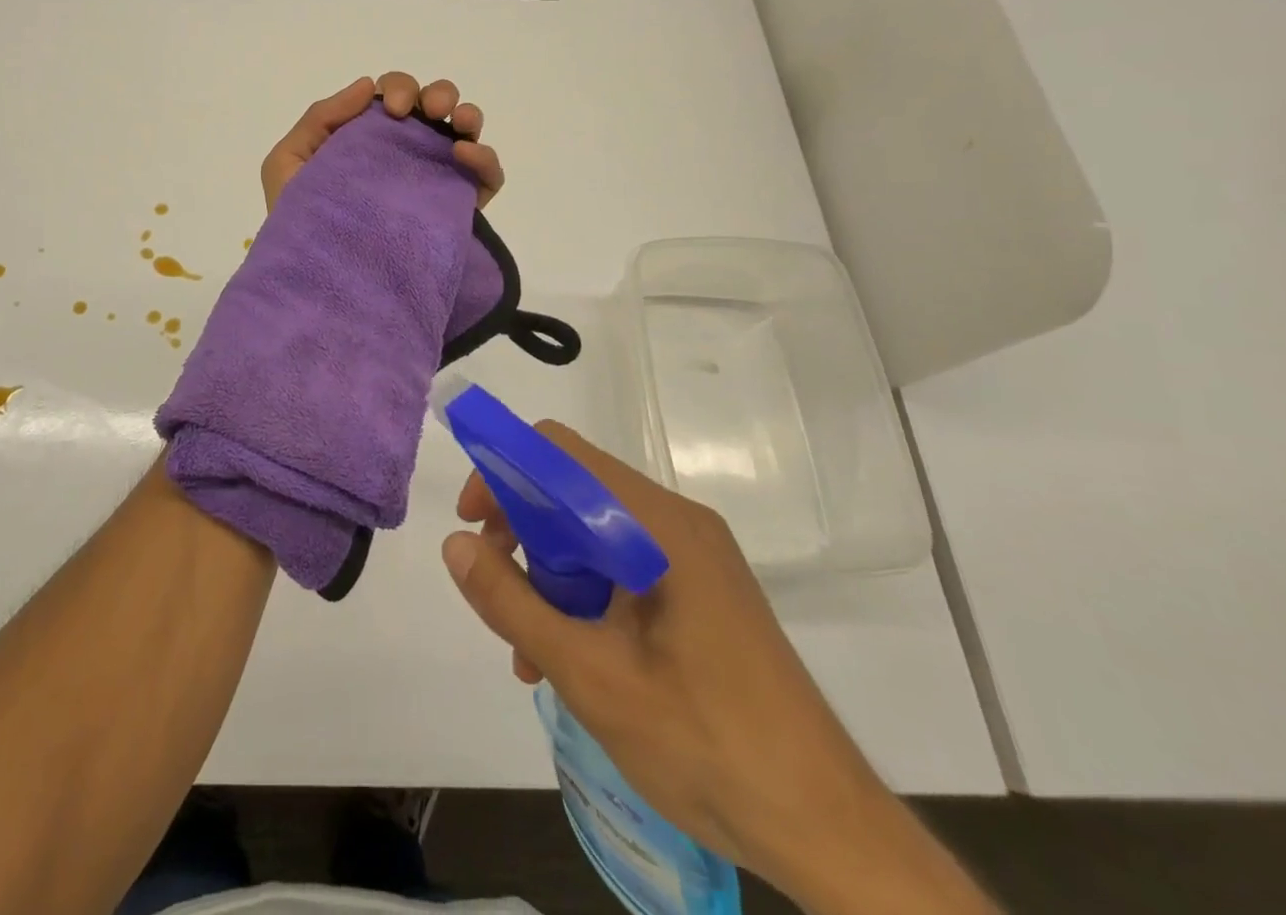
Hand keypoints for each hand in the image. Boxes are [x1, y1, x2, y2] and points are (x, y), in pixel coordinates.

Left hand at [259, 72, 505, 213]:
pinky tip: (466, 156)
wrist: (321, 285)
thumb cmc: (299, 223)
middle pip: (433, 105)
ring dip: (468, 115)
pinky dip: (486, 159)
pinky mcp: (458, 210)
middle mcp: (404, 153)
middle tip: (426, 112)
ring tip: (461, 125)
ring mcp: (434, 179)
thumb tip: (367, 86)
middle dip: (437, 94)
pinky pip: (487, 177)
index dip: (398, 90)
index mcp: (368, 138)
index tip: (393, 111)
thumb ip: (319, 119)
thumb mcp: (288, 164)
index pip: (393, 97)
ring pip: (464, 132)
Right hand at [441, 423, 992, 914]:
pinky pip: (621, 567)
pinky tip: (567, 661)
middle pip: (575, 490)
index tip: (472, 524)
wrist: (830, 833)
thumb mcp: (590, 675)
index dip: (504, 472)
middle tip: (492, 587)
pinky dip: (583, 596)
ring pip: (593, 533)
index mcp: (658, 524)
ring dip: (548, 573)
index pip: (560, 453)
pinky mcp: (700, 592)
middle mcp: (677, 523)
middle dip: (521, 530)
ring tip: (525, 648)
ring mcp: (693, 558)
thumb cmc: (707, 745)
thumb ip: (512, 603)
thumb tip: (454, 544)